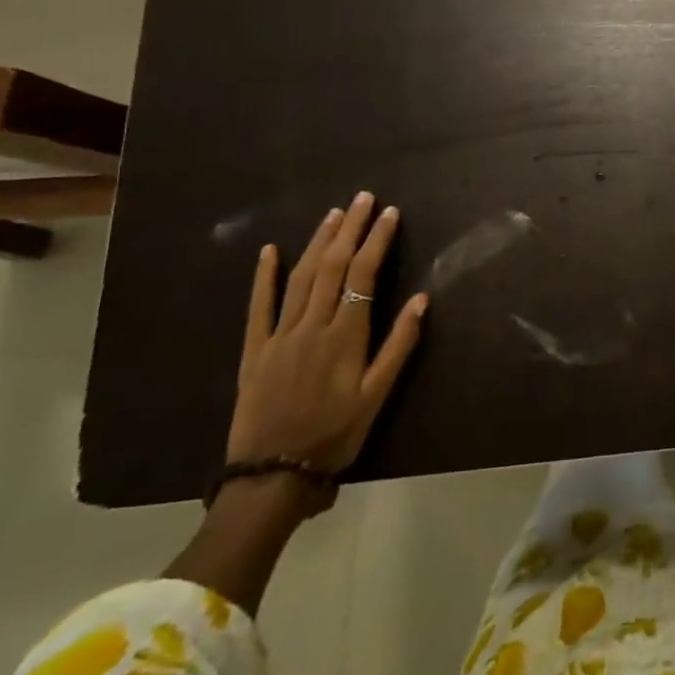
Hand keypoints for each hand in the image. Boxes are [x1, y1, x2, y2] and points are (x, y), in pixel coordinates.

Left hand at [228, 192, 427, 477]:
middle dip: (350, 229)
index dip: (377, 241)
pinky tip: (270, 250)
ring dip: (318, 242)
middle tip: (364, 198)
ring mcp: (278, 336)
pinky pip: (258, 306)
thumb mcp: (376, 396)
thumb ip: (398, 345)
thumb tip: (420, 300)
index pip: (362, 275)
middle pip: (332, 267)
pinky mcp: (254, 350)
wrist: (271, 476)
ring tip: (334, 214)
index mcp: (344, 336)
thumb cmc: (334, 435)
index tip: (390, 213)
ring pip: (300, 278)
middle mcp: (310, 326)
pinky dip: (264, 276)